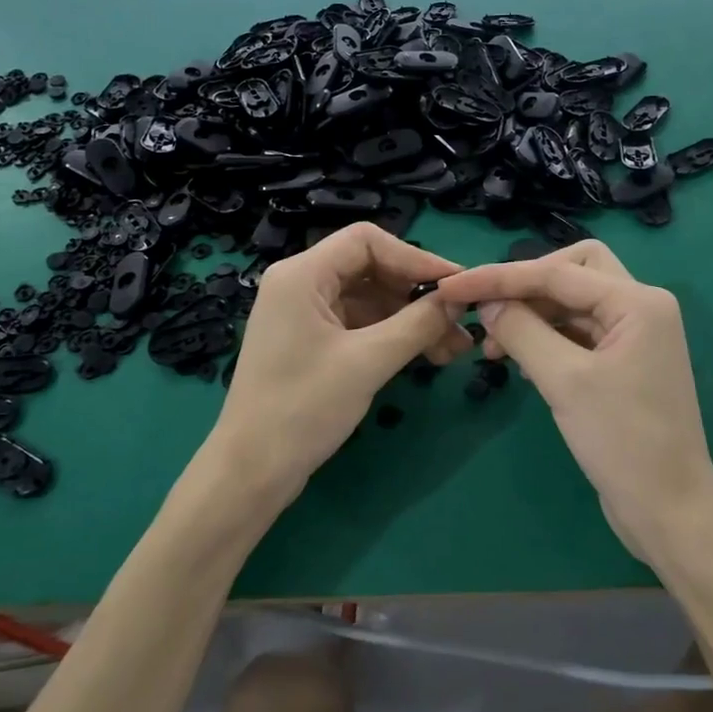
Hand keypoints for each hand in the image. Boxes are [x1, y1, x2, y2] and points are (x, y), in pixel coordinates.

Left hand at [201, 223, 471, 526]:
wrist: (251, 470)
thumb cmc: (303, 408)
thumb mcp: (368, 362)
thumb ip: (417, 324)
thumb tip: (459, 299)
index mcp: (302, 275)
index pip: (367, 241)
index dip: (415, 258)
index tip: (455, 285)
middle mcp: (300, 284)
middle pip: (370, 268)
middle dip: (416, 294)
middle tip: (460, 323)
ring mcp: (303, 314)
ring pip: (368, 299)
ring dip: (409, 318)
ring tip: (452, 348)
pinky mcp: (310, 342)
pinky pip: (358, 324)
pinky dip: (391, 335)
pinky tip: (424, 355)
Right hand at [434, 242, 712, 562]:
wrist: (669, 509)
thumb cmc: (623, 441)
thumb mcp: (565, 381)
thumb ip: (522, 331)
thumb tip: (487, 303)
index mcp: (638, 302)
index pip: (556, 272)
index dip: (499, 278)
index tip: (452, 287)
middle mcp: (640, 307)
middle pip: (572, 271)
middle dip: (526, 285)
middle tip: (488, 310)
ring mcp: (633, 336)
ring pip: (571, 302)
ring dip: (531, 314)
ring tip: (493, 347)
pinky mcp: (622, 362)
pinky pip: (576, 332)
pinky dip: (545, 337)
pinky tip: (519, 361)